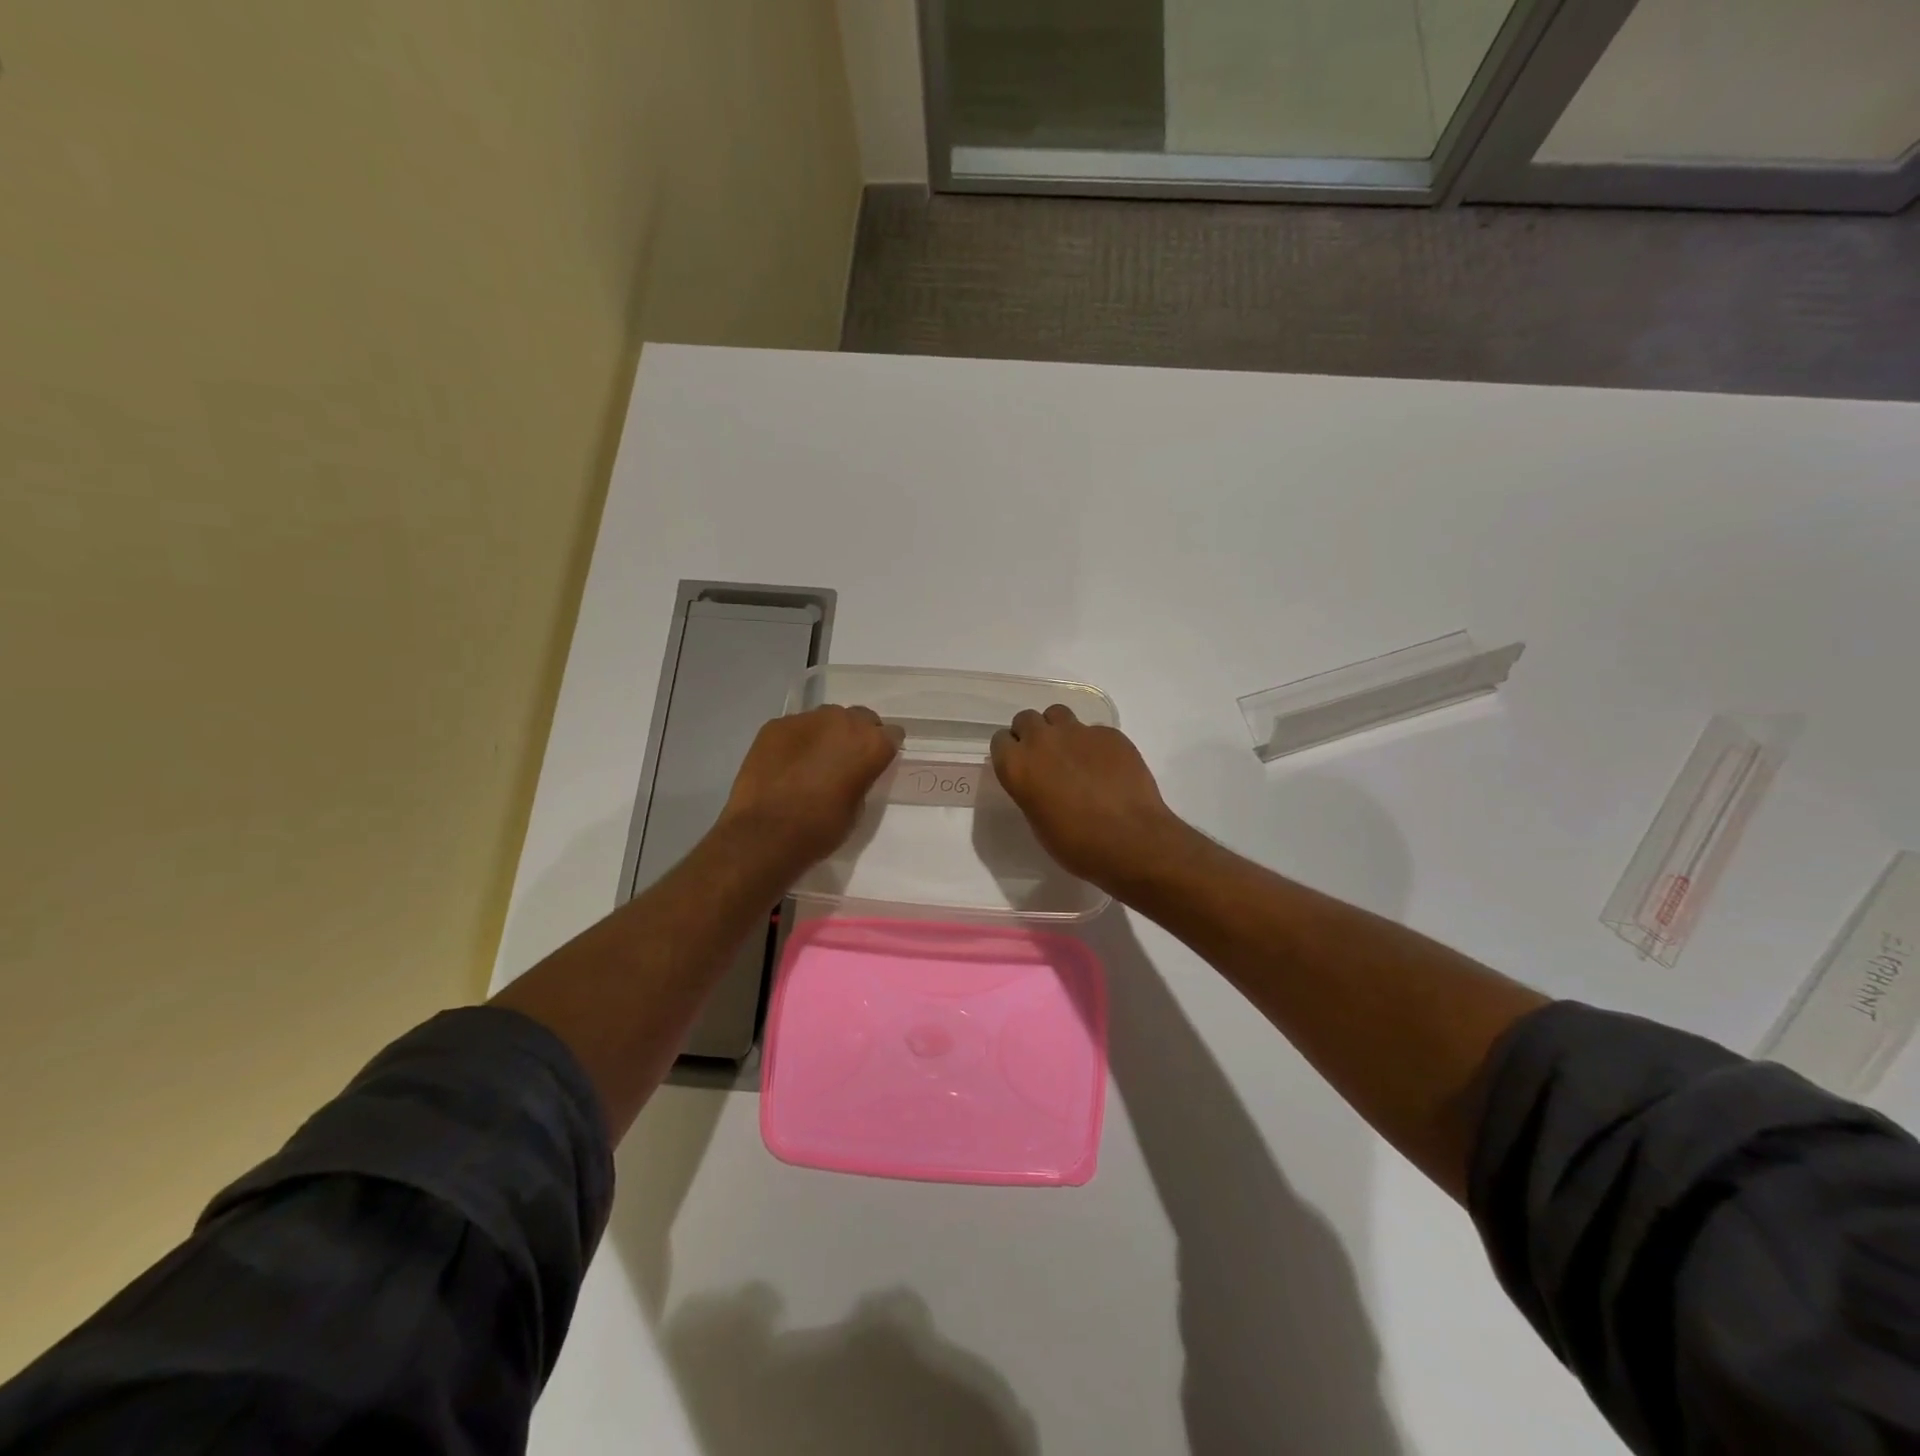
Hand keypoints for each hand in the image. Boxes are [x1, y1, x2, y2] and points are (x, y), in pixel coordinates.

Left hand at [720, 705, 901, 870]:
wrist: (764, 835)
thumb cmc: (820, 829)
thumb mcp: (857, 808)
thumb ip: (861, 778)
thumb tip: (853, 771)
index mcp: (871, 744)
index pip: (892, 734)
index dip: (884, 749)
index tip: (876, 762)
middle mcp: (843, 721)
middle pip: (860, 717)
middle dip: (857, 735)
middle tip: (846, 759)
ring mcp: (806, 719)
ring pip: (827, 718)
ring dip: (827, 734)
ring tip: (814, 759)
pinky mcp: (775, 725)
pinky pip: (796, 727)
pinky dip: (797, 741)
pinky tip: (787, 763)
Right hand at [990, 705, 1190, 894]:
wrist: (1131, 840)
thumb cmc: (1077, 844)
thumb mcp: (1038, 822)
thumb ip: (1030, 790)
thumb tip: (1039, 781)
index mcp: (1017, 765)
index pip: (1000, 741)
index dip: (1011, 753)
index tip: (1021, 767)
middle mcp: (1042, 740)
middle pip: (1026, 719)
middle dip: (1032, 735)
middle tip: (1045, 759)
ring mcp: (1078, 732)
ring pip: (1058, 714)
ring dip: (1059, 730)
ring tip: (1073, 755)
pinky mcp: (1109, 733)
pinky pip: (1093, 730)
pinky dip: (1094, 744)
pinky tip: (1106, 768)